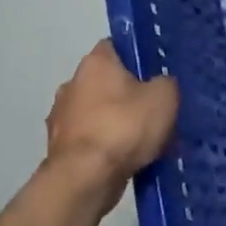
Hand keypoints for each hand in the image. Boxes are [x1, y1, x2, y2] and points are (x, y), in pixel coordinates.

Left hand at [40, 40, 179, 216]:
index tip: (157, 72)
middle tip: (155, 108)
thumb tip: (161, 84)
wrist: (85, 179)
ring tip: (145, 140)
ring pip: (98, 113)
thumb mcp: (164, 97)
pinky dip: (106, 146)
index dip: (138, 56)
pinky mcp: (59, 149)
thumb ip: (166, 83)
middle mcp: (72, 83)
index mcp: (96, 62)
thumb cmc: (125, 126)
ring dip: (116, 122)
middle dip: (128, 93)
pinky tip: (127, 159)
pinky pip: (92, 140)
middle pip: (107, 82)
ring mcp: (61, 118)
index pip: (117, 46)